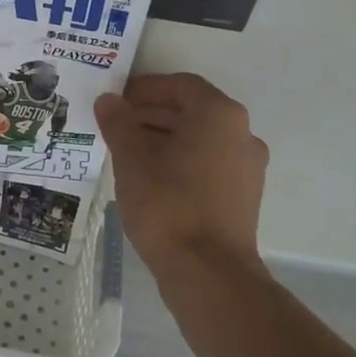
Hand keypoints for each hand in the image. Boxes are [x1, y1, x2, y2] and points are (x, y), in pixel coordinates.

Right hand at [94, 73, 267, 274]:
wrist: (208, 272)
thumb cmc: (167, 204)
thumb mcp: (131, 159)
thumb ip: (118, 123)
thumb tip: (108, 100)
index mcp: (218, 115)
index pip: (180, 85)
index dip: (144, 89)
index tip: (116, 102)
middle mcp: (241, 133)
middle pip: (191, 110)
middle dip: (151, 114)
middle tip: (115, 127)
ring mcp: (247, 166)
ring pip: (199, 139)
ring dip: (163, 139)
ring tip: (126, 154)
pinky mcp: (243, 195)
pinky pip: (207, 164)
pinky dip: (179, 161)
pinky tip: (149, 180)